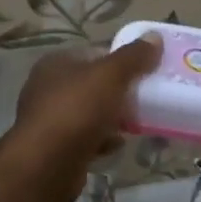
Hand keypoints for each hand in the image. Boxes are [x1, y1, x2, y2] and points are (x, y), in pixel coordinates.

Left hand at [4, 34, 161, 201]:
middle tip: (146, 99)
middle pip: (93, 85)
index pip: (93, 54)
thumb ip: (133, 57)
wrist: (46, 165)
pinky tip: (117, 145)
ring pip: (90, 113)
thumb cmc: (76, 110)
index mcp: (56, 63)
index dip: (121, 61)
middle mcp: (48, 88)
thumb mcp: (110, 76)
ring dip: (112, 118)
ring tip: (136, 124)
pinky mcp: (55, 148)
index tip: (146, 71)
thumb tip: (154, 36)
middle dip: (119, 92)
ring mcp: (50, 120)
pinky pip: (86, 138)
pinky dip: (102, 140)